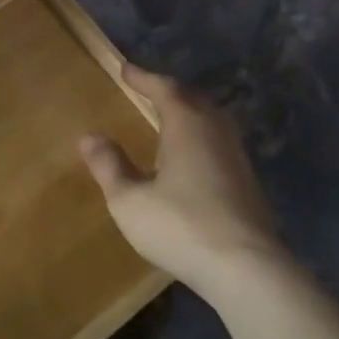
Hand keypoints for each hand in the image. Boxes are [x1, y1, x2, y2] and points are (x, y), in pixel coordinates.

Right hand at [80, 66, 283, 298]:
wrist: (247, 270)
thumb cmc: (181, 226)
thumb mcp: (130, 200)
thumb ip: (109, 166)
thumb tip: (89, 136)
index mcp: (187, 125)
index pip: (164, 89)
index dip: (143, 77)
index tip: (125, 68)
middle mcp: (215, 132)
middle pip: (193, 99)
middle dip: (169, 91)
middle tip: (148, 90)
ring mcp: (237, 158)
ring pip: (212, 120)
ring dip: (189, 112)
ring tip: (170, 118)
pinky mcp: (248, 184)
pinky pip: (220, 142)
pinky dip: (201, 136)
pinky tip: (193, 157)